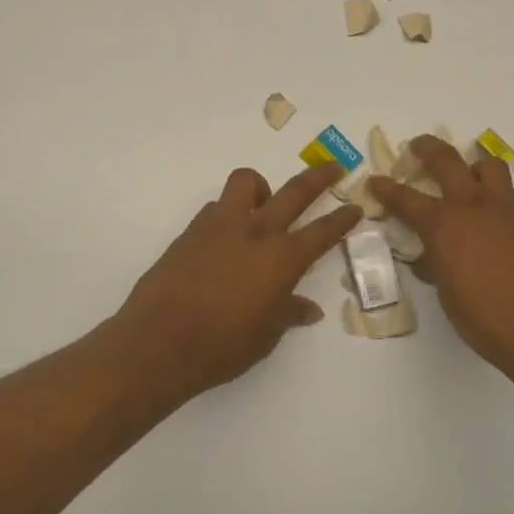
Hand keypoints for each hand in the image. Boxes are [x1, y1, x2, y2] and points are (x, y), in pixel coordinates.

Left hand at [110, 163, 361, 404]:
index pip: (323, 232)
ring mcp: (220, 227)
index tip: (355, 207)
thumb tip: (309, 310)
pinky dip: (227, 214)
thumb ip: (288, 313)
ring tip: (263, 204)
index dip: (343, 219)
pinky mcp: (191, 232)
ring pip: (246, 182)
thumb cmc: (222, 346)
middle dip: (319, 176)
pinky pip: (216, 208)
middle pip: (295, 191)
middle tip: (334, 167)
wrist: (158, 343)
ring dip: (262, 188)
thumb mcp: (265, 336)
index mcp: (282, 259)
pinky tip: (225, 238)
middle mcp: (256, 233)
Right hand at [368, 138, 513, 377]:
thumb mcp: (446, 293)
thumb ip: (435, 265)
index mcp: (443, 225)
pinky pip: (507, 196)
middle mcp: (472, 207)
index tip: (375, 181)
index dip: (386, 189)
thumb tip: (429, 258)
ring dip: (472, 163)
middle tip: (417, 146)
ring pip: (488, 166)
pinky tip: (490, 222)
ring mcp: (504, 210)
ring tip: (466, 173)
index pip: (405, 199)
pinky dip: (493, 197)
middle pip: (446, 161)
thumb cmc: (483, 318)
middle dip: (427, 149)